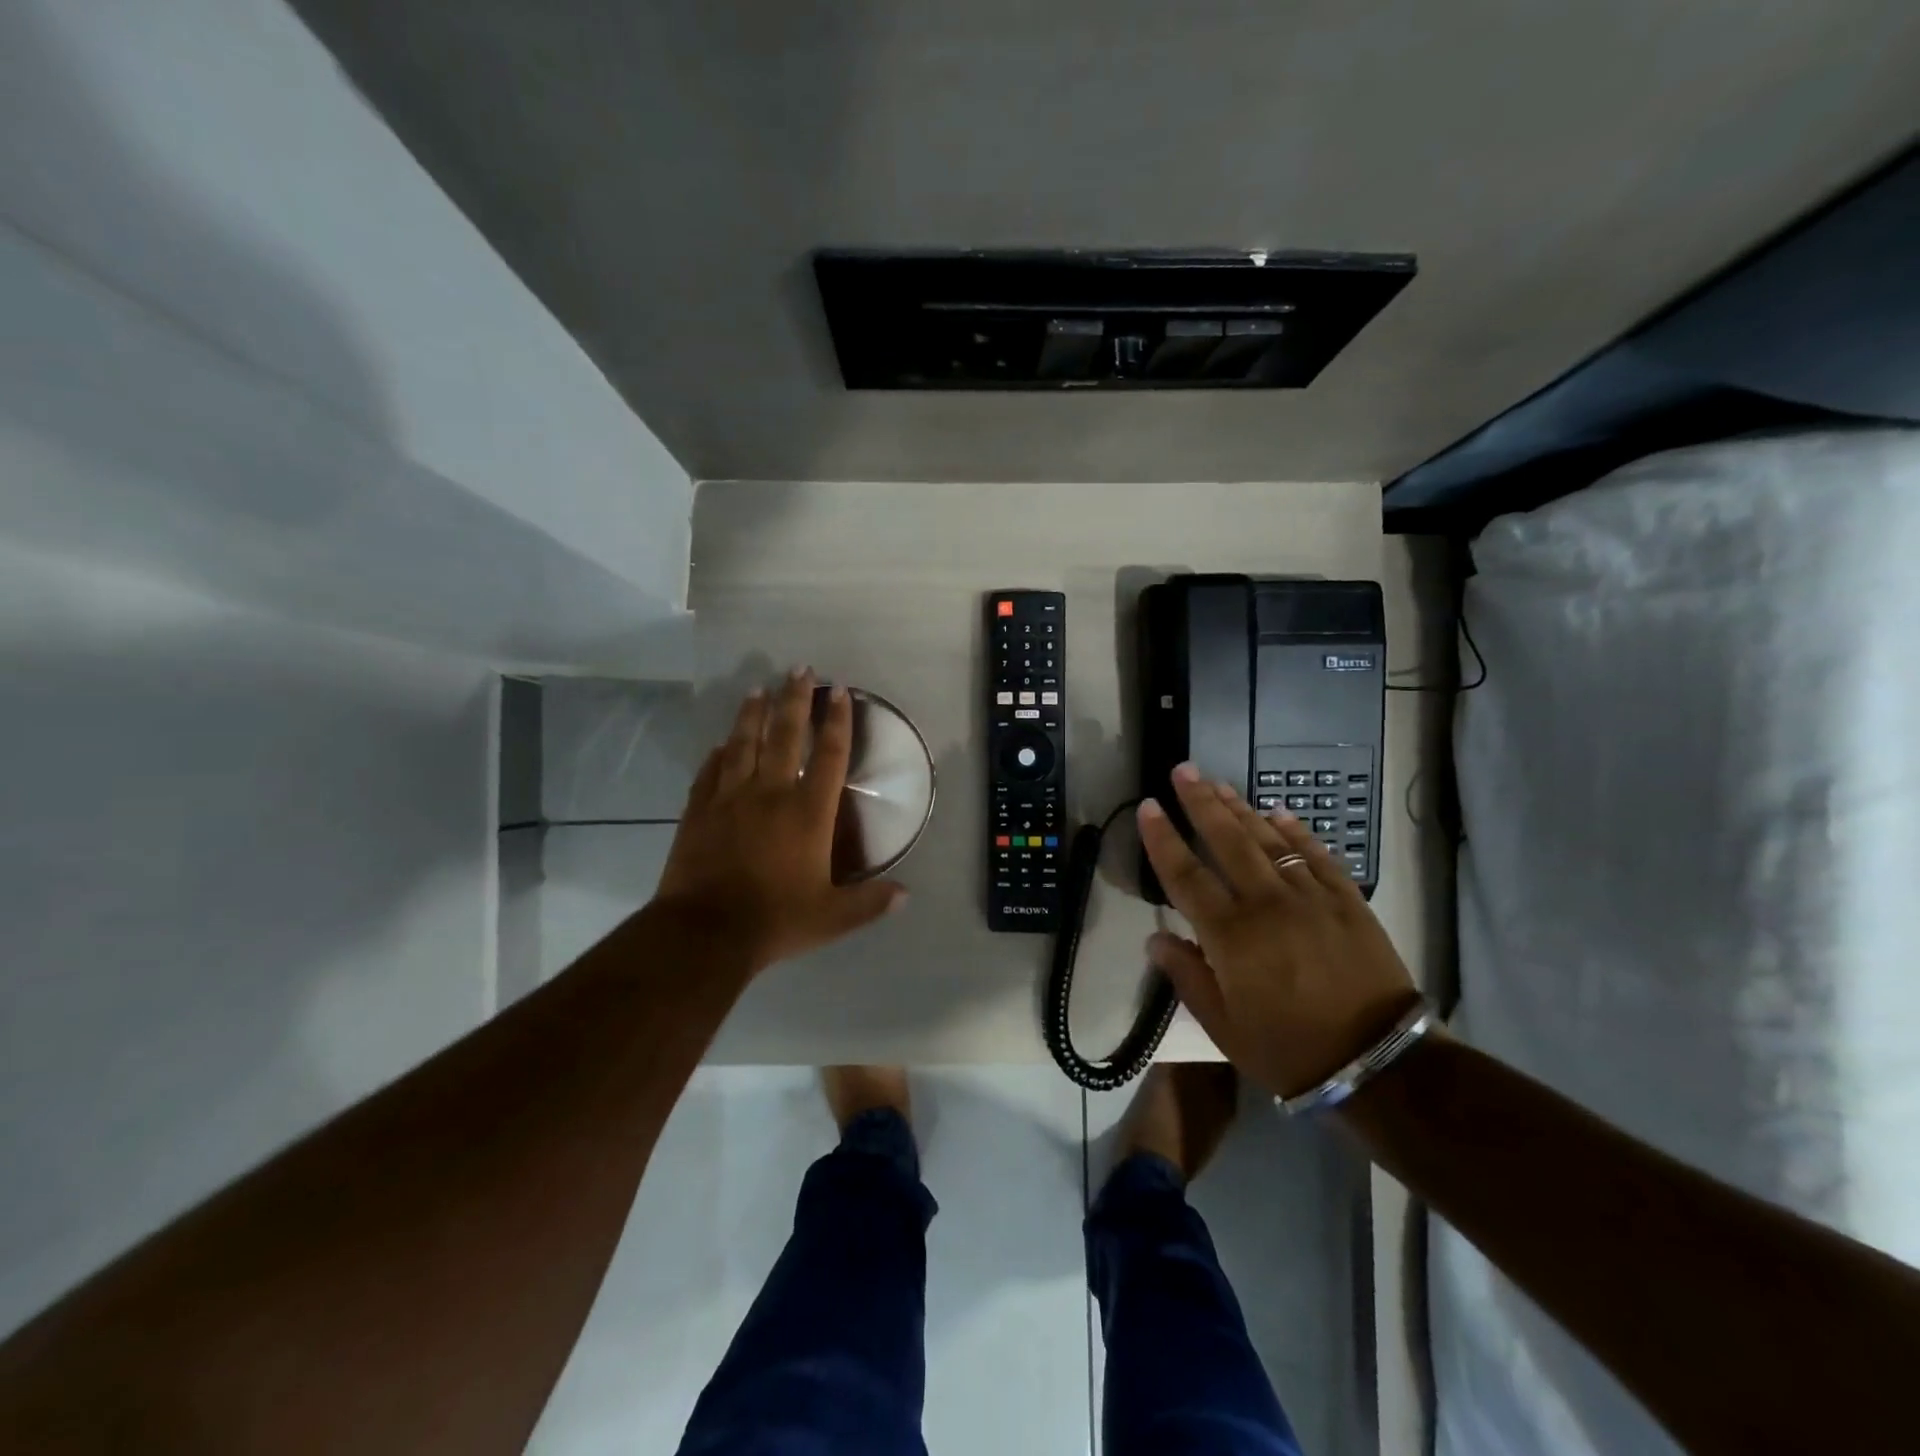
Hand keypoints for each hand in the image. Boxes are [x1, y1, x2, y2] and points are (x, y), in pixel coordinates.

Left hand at [652, 670, 906, 973]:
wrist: (705, 932)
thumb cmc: (775, 920)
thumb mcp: (832, 918)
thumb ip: (869, 902)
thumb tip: (906, 895)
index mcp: (808, 813)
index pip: (829, 756)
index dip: (837, 721)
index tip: (839, 691)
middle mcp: (771, 794)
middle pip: (785, 735)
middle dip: (795, 700)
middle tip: (800, 669)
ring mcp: (730, 798)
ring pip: (744, 744)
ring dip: (753, 714)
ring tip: (759, 689)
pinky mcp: (699, 811)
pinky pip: (710, 772)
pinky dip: (719, 754)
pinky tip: (721, 743)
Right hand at [1137, 763, 1420, 1097]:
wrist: (1379, 1064)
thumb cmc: (1289, 1049)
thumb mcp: (1224, 1026)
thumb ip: (1186, 976)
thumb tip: (1155, 938)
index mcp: (1231, 935)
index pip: (1185, 875)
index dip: (1163, 838)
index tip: (1148, 806)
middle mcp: (1266, 904)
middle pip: (1227, 841)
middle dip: (1201, 802)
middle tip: (1184, 770)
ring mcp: (1310, 898)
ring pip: (1269, 840)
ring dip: (1241, 808)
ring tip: (1219, 783)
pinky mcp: (1347, 901)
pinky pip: (1317, 855)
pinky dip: (1296, 831)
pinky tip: (1278, 812)